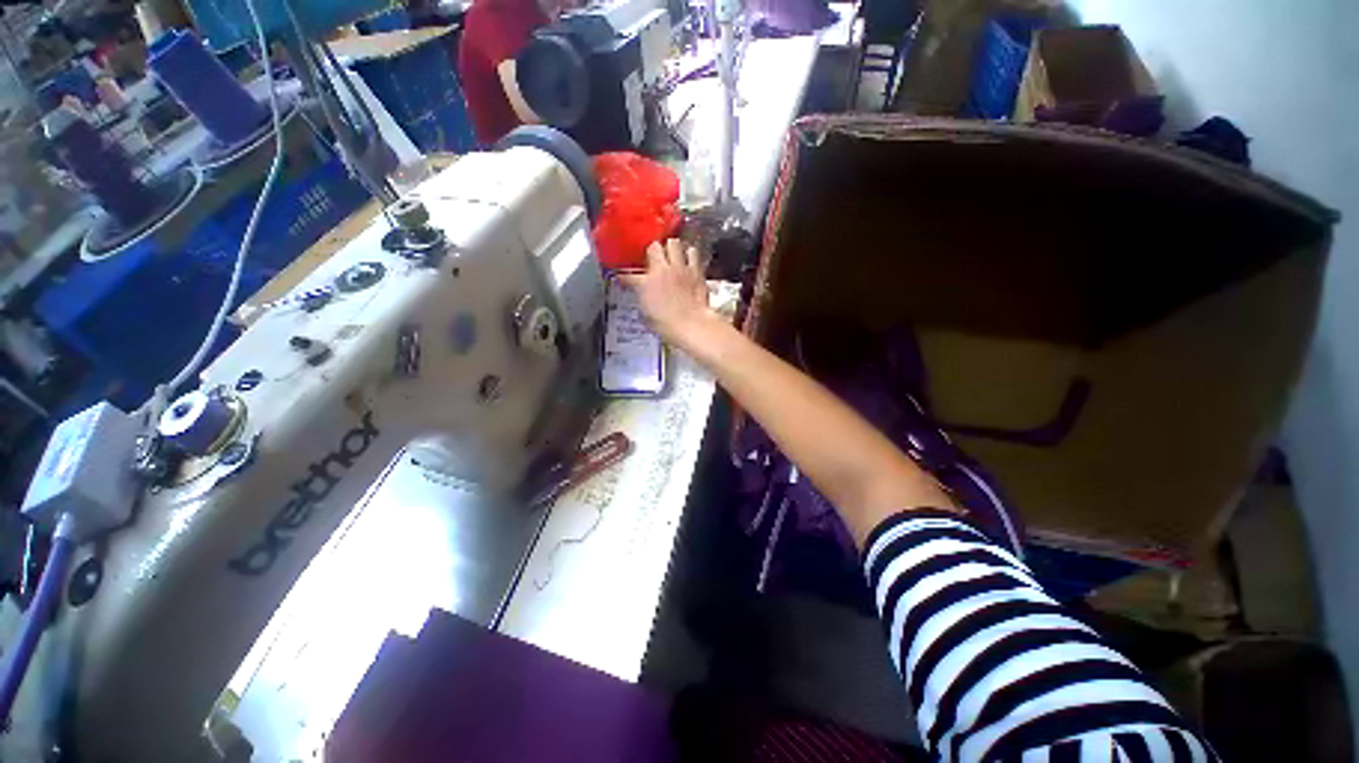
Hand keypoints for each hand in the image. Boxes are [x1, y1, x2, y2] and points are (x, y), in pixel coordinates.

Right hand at [618, 239, 716, 350]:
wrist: (692, 325)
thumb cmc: (668, 325)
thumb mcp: (647, 316)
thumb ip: (644, 300)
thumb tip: (644, 297)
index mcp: (645, 284)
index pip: (629, 276)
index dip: (625, 277)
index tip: (623, 279)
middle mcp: (661, 271)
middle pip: (654, 247)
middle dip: (653, 251)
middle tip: (655, 259)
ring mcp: (680, 268)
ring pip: (674, 243)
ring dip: (672, 248)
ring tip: (673, 256)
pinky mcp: (696, 271)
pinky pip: (693, 253)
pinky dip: (690, 255)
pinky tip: (688, 261)